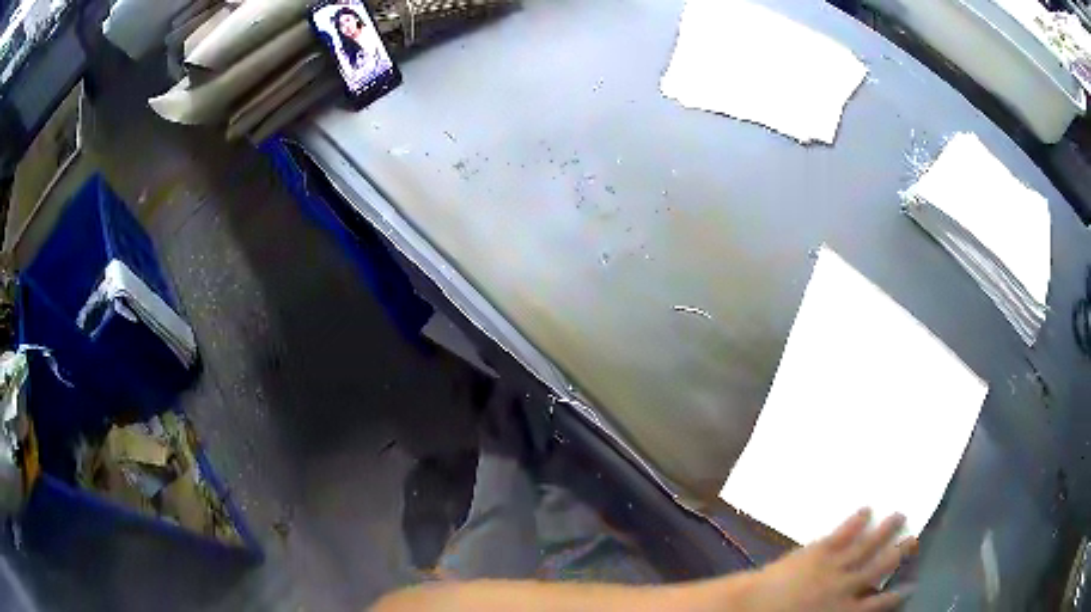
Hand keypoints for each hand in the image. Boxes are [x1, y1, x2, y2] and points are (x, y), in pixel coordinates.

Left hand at [743, 509, 915, 611]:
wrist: (752, 608)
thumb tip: (857, 608)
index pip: (878, 604)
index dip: (897, 596)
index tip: (911, 586)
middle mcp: (847, 587)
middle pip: (880, 567)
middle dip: (900, 552)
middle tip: (915, 538)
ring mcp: (834, 566)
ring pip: (867, 545)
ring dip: (886, 530)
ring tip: (900, 514)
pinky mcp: (819, 550)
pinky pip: (843, 533)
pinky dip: (856, 521)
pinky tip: (867, 509)